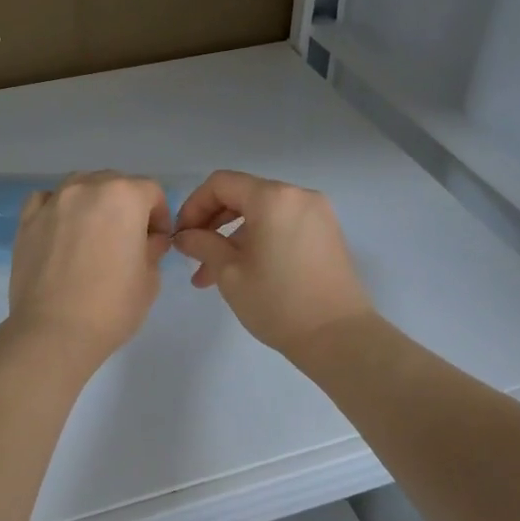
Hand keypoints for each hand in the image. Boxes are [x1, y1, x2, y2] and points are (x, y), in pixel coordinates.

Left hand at [8, 171, 171, 370]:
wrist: (54, 332)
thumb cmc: (111, 307)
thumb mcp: (149, 280)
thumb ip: (152, 249)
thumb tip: (148, 241)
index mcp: (124, 197)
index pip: (151, 191)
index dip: (159, 215)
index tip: (156, 242)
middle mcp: (87, 188)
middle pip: (114, 183)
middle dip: (126, 206)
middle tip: (127, 240)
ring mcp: (53, 202)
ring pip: (80, 186)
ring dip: (93, 202)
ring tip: (92, 234)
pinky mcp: (26, 220)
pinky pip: (46, 200)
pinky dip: (57, 207)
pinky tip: (61, 230)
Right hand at [172, 170, 372, 355]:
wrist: (338, 337)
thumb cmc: (277, 301)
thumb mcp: (229, 273)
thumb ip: (202, 245)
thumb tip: (184, 236)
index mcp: (273, 198)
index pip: (221, 184)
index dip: (194, 205)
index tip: (181, 236)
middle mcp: (298, 195)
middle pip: (243, 195)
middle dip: (212, 223)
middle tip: (192, 254)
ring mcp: (317, 214)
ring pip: (262, 214)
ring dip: (233, 237)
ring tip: (210, 275)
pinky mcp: (327, 234)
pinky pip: (283, 226)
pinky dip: (259, 240)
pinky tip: (243, 272)